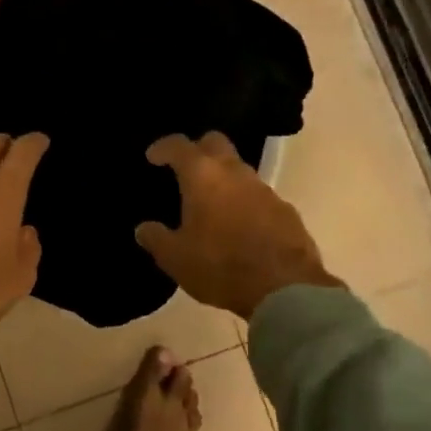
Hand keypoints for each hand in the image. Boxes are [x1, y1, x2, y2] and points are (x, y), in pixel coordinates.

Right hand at [134, 132, 339, 319]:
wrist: (285, 288)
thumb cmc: (221, 266)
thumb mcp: (176, 258)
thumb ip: (156, 239)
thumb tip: (144, 229)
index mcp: (203, 176)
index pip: (179, 145)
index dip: (163, 147)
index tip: (153, 157)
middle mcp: (235, 172)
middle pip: (216, 142)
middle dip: (198, 149)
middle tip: (185, 170)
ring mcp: (264, 189)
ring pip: (239, 169)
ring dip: (224, 179)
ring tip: (211, 204)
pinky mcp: (286, 210)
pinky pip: (259, 196)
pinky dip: (245, 202)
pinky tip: (239, 227)